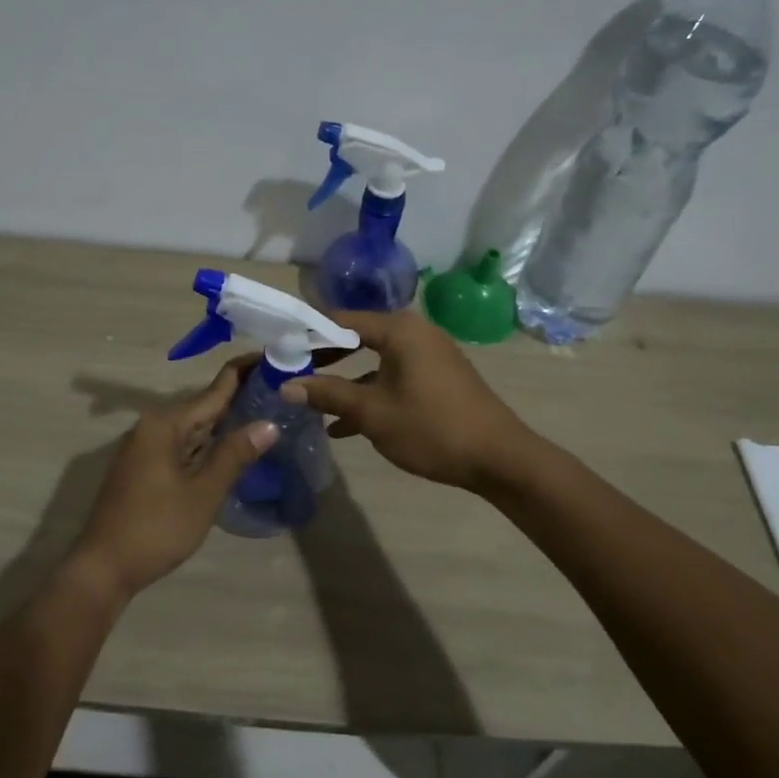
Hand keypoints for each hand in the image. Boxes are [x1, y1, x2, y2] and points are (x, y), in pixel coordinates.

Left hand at [71, 359, 278, 599]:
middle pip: (203, 406)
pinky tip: (232, 448)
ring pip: (194, 428)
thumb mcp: (203, 492)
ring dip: (225, 423)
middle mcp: (153, 426)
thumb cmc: (157, 527)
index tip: (275, 359)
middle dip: (240, 399)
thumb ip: (235, 454)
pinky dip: (209, 443)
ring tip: (266, 414)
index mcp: (165, 424)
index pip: (214, 390)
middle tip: (281, 392)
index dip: (244, 373)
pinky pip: (184, 445)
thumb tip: (268, 424)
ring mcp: (146, 448)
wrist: (105, 566)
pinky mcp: (145, 468)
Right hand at [283, 308, 533, 490]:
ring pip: (374, 360)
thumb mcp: (372, 412)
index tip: (279, 349)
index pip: (340, 319)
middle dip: (323, 357)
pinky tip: (344, 425)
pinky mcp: (437, 377)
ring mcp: (428, 355)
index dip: (307, 334)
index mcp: (399, 330)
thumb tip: (286, 385)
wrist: (499, 458)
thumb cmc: (431, 427)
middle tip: (291, 371)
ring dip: (344, 380)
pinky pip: (392, 376)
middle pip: (357, 336)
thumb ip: (328, 394)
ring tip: (311, 400)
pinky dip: (370, 392)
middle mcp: (414, 332)